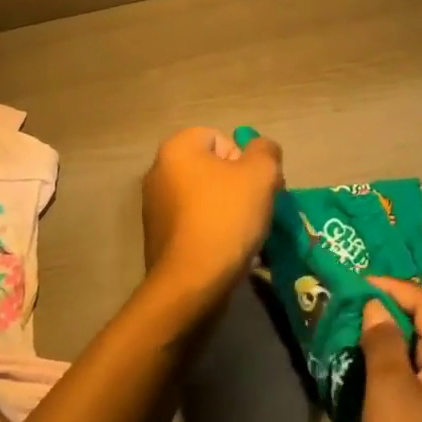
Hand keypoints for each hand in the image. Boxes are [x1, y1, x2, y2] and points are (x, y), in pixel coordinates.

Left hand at [141, 127, 282, 303]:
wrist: (192, 283)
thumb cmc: (226, 218)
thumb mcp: (261, 174)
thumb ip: (266, 151)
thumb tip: (262, 149)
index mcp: (176, 149)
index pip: (220, 138)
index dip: (245, 160)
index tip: (259, 186)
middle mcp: (159, 172)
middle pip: (213, 169)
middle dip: (240, 186)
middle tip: (259, 208)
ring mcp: (155, 207)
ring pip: (205, 198)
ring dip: (229, 211)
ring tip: (247, 234)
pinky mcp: (159, 238)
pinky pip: (195, 224)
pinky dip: (214, 232)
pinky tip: (230, 251)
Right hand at [360, 278, 421, 421]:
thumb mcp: (391, 393)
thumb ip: (383, 343)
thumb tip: (376, 307)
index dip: (392, 287)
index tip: (356, 284)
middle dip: (387, 312)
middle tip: (348, 309)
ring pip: (418, 353)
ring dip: (386, 343)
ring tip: (350, 338)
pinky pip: (416, 380)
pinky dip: (392, 371)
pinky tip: (365, 377)